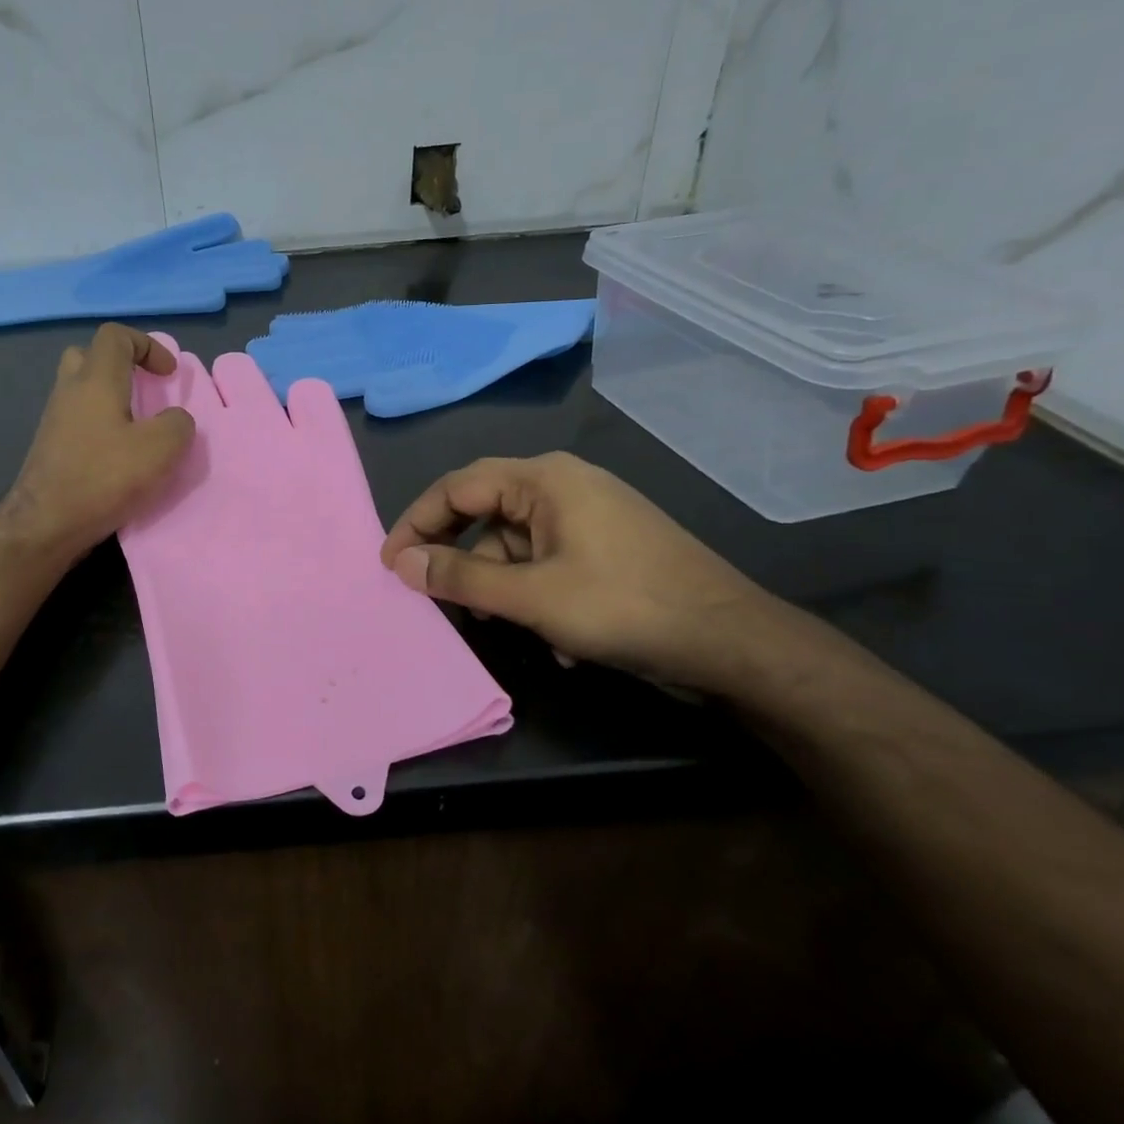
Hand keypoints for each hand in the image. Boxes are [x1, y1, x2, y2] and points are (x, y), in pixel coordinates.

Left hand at [0, 323, 195, 562]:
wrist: (46, 524)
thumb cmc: (104, 478)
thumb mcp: (161, 449)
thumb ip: (178, 424)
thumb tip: (175, 420)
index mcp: (96, 380)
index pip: (115, 336)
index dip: (147, 345)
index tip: (168, 376)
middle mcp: (69, 391)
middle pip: (89, 356)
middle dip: (121, 367)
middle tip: (144, 392)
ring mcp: (54, 420)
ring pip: (81, 391)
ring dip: (110, 400)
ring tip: (137, 429)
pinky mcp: (50, 448)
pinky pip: (77, 420)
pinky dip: (99, 427)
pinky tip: (117, 457)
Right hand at [380, 452, 779, 690]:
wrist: (733, 643)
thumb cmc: (624, 608)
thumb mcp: (531, 597)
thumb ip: (461, 578)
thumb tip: (402, 562)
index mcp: (544, 479)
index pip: (457, 487)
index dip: (416, 523)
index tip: (390, 564)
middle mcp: (564, 487)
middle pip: (485, 515)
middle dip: (462, 562)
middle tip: (436, 599)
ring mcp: (589, 518)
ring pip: (517, 546)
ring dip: (504, 589)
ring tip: (511, 631)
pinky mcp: (606, 549)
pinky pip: (548, 564)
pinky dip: (537, 597)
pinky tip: (558, 641)